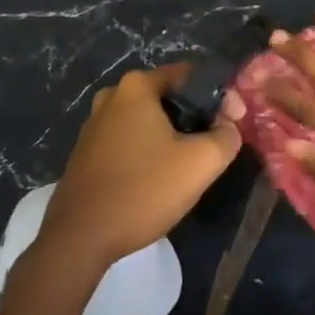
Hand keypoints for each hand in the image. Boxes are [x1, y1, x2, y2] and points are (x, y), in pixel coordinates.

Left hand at [38, 65, 242, 272]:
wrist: (80, 238)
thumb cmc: (143, 190)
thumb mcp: (201, 162)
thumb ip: (227, 135)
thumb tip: (229, 127)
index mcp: (137, 87)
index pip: (192, 76)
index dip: (220, 96)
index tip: (233, 123)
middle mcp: (112, 96)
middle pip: (169, 97)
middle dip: (197, 116)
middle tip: (216, 144)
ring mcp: (95, 124)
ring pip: (149, 120)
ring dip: (173, 136)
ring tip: (191, 165)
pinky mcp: (87, 152)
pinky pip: (129, 140)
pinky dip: (149, 150)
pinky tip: (160, 178)